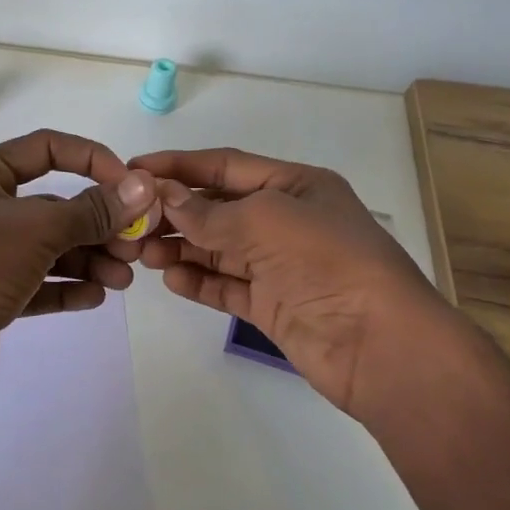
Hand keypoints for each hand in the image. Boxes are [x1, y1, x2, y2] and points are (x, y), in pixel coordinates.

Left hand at [0, 129, 155, 395]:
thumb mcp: (37, 229)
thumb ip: (92, 210)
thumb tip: (144, 188)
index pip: (45, 149)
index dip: (91, 160)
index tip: (130, 185)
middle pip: (54, 207)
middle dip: (98, 224)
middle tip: (136, 245)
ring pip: (49, 249)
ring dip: (89, 260)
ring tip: (123, 278)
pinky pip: (37, 285)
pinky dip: (67, 288)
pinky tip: (96, 296)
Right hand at [126, 147, 450, 417]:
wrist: (378, 344)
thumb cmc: (327, 261)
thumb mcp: (266, 220)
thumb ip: (209, 212)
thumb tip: (164, 197)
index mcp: (295, 185)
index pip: (226, 167)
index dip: (180, 166)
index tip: (134, 168)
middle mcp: (286, 221)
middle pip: (219, 208)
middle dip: (176, 212)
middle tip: (132, 222)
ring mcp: (279, 265)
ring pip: (218, 249)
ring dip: (181, 248)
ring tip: (143, 254)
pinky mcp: (272, 305)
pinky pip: (226, 286)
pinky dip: (198, 281)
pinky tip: (171, 279)